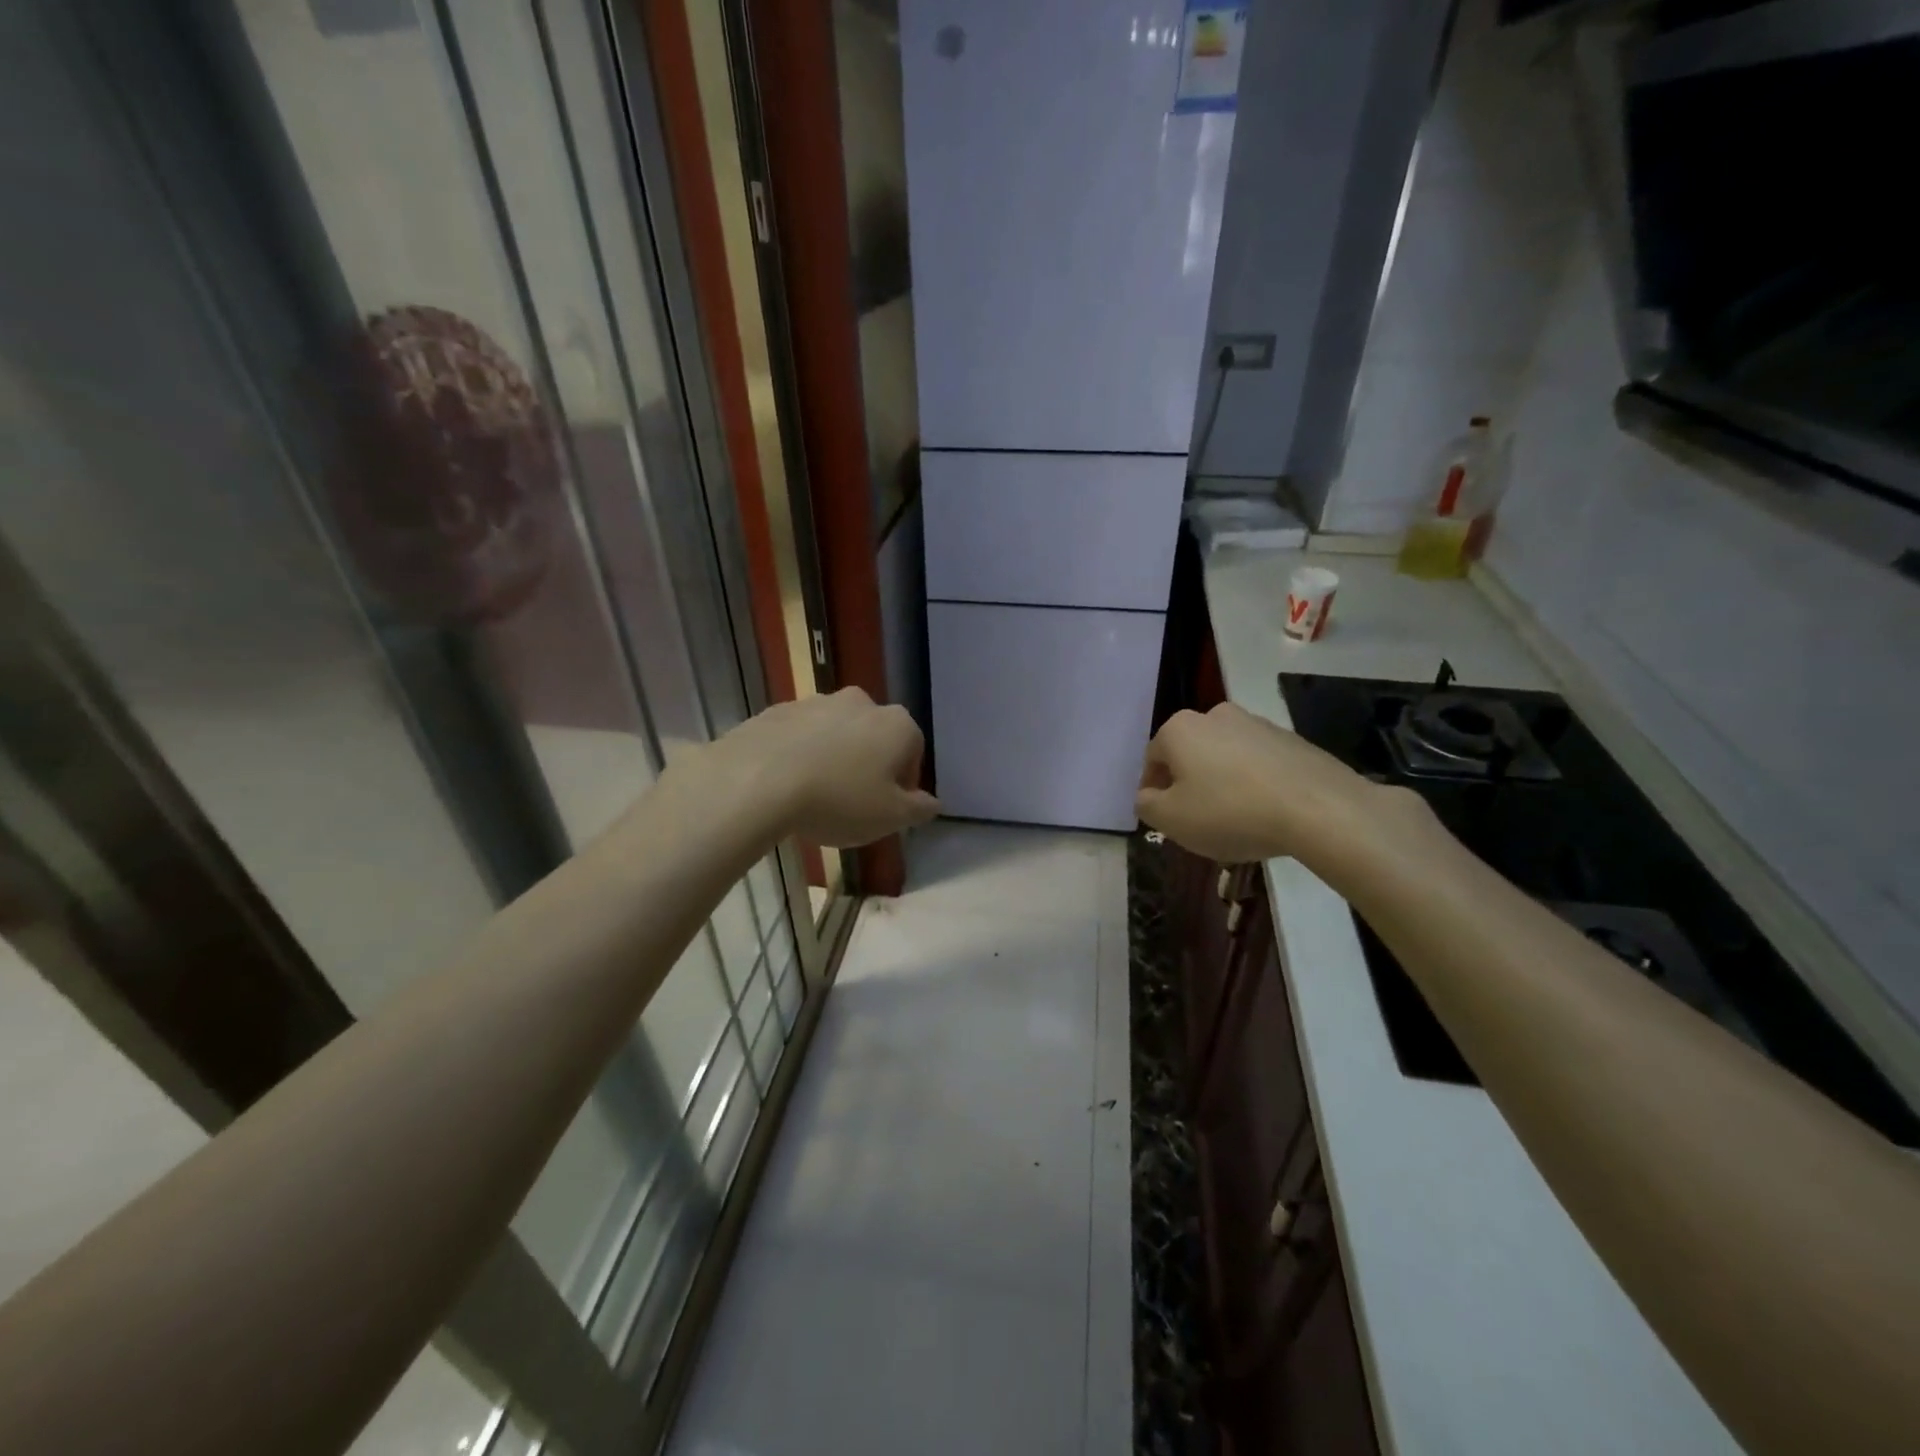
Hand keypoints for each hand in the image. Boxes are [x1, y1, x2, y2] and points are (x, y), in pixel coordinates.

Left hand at [717, 688, 938, 847]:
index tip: (887, 810)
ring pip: (835, 734)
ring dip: (833, 758)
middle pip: (874, 738)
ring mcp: (815, 702)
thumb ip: (919, 809)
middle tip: (852, 803)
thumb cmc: (838, 800)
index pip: (914, 752)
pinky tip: (786, 785)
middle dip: (868, 766)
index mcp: (896, 724)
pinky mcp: (776, 710)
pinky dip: (799, 754)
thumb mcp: (890, 818)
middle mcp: (861, 702)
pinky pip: (799, 736)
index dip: (904, 785)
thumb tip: (933, 803)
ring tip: (815, 796)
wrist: (756, 780)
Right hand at [1136, 702, 1390, 864]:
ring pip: (1224, 757)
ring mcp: (1257, 724)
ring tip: (1234, 820)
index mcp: (1180, 729)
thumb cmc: (1230, 812)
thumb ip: (1147, 805)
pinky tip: (1264, 812)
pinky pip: (1258, 763)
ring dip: (1221, 782)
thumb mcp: (1172, 820)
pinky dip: (1253, 783)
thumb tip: (1148, 796)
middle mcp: (1215, 715)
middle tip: (1196, 820)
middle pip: (1189, 754)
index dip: (1152, 791)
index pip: (1152, 760)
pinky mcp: (1292, 739)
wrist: (1319, 808)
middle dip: (1188, 784)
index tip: (1163, 819)